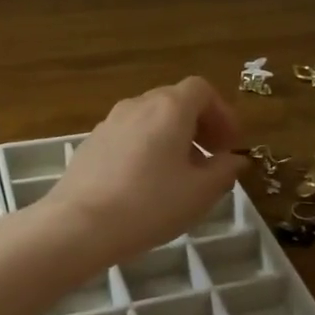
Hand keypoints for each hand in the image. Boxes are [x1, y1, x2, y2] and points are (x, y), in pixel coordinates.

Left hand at [41, 77, 247, 268]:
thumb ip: (224, 171)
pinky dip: (146, 148)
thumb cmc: (149, 204)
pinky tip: (146, 184)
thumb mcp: (200, 192)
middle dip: (199, 125)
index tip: (230, 145)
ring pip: (150, 119)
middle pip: (175, 101)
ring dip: (172, 138)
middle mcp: (138, 105)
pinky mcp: (91, 144)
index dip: (222, 113)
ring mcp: (109, 122)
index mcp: (169, 108)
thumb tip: (234, 160)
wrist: (79, 224)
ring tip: (180, 175)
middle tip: (211, 159)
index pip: (202, 90)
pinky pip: (129, 136)